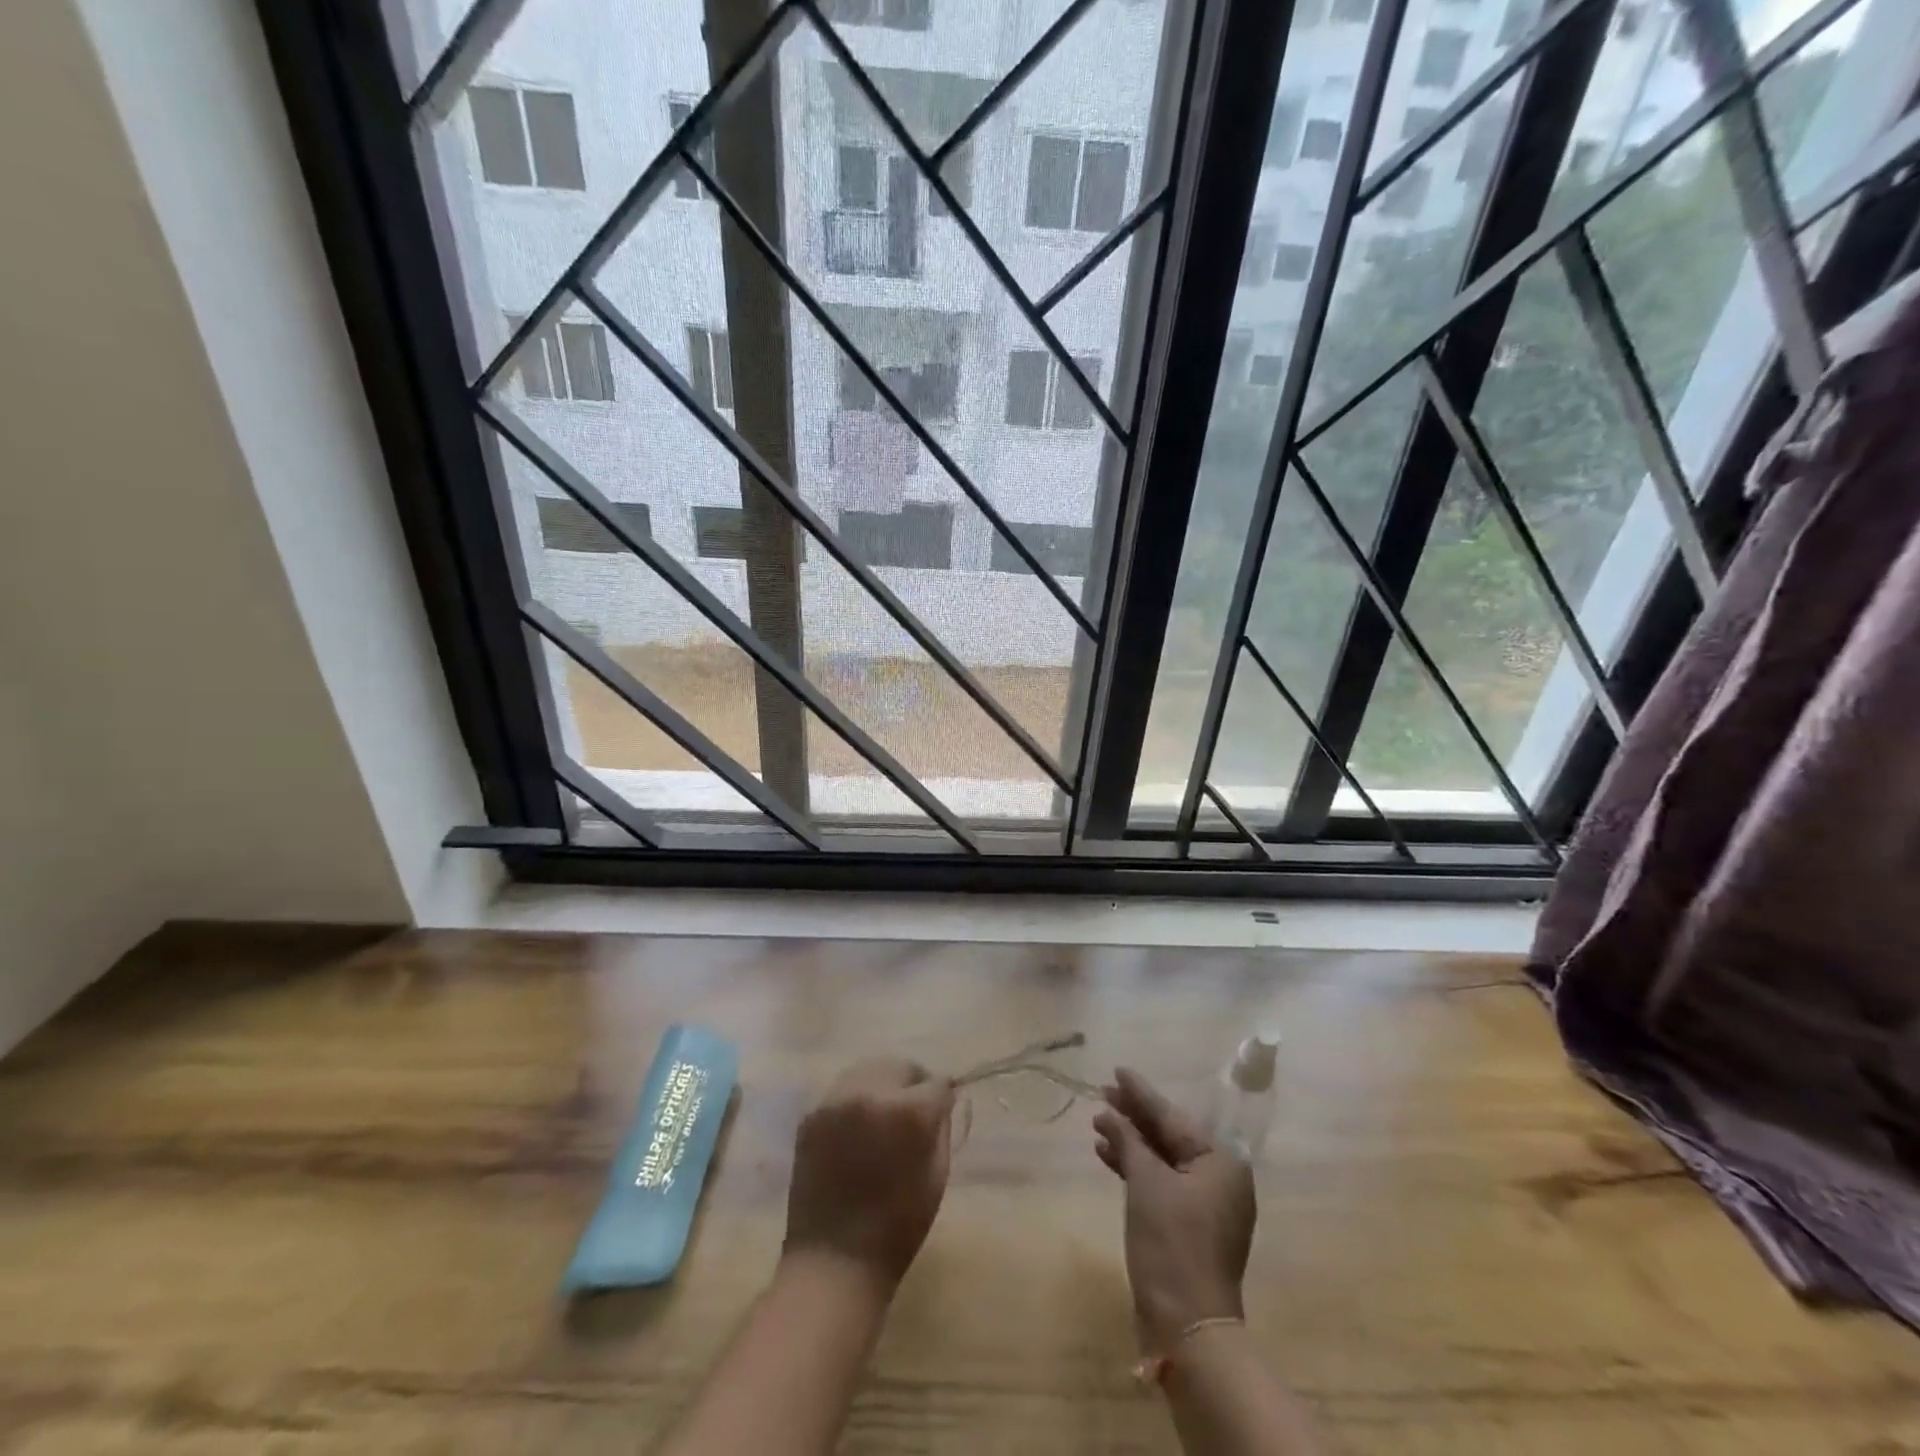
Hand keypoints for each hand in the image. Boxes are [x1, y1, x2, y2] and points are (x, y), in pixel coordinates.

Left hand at [783, 1058, 956, 1289]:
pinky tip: (856, 1132)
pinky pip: (842, 1092)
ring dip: (882, 1087)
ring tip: (883, 1117)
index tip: (941, 1110)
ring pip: (868, 1071)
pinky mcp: (811, 1115)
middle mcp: (870, 1093)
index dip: (943, 1097)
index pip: (936, 1083)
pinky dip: (855, 1102)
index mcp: (907, 1112)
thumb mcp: (937, 1176)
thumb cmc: (897, 1228)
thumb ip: (941, 1127)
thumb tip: (941, 1099)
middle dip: (911, 1084)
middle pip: (900, 1067)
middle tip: (912, 1112)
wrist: (833, 1262)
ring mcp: (835, 1101)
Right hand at [1094, 1068, 1255, 1351]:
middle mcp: (1220, 1177)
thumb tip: (1108, 1113)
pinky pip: (1161, 1183)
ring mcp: (1206, 1204)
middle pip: (1170, 1135)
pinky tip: (1108, 1155)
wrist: (1187, 1325)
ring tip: (1098, 1123)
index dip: (1141, 1093)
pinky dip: (1136, 1169)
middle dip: (1134, 1117)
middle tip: (1102, 1093)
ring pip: (1163, 1159)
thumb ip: (1127, 1140)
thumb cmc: (1172, 1242)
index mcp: (1221, 1161)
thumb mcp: (1146, 1182)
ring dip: (1131, 1142)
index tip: (1117, 1070)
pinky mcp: (1190, 1226)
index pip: (1172, 1116)